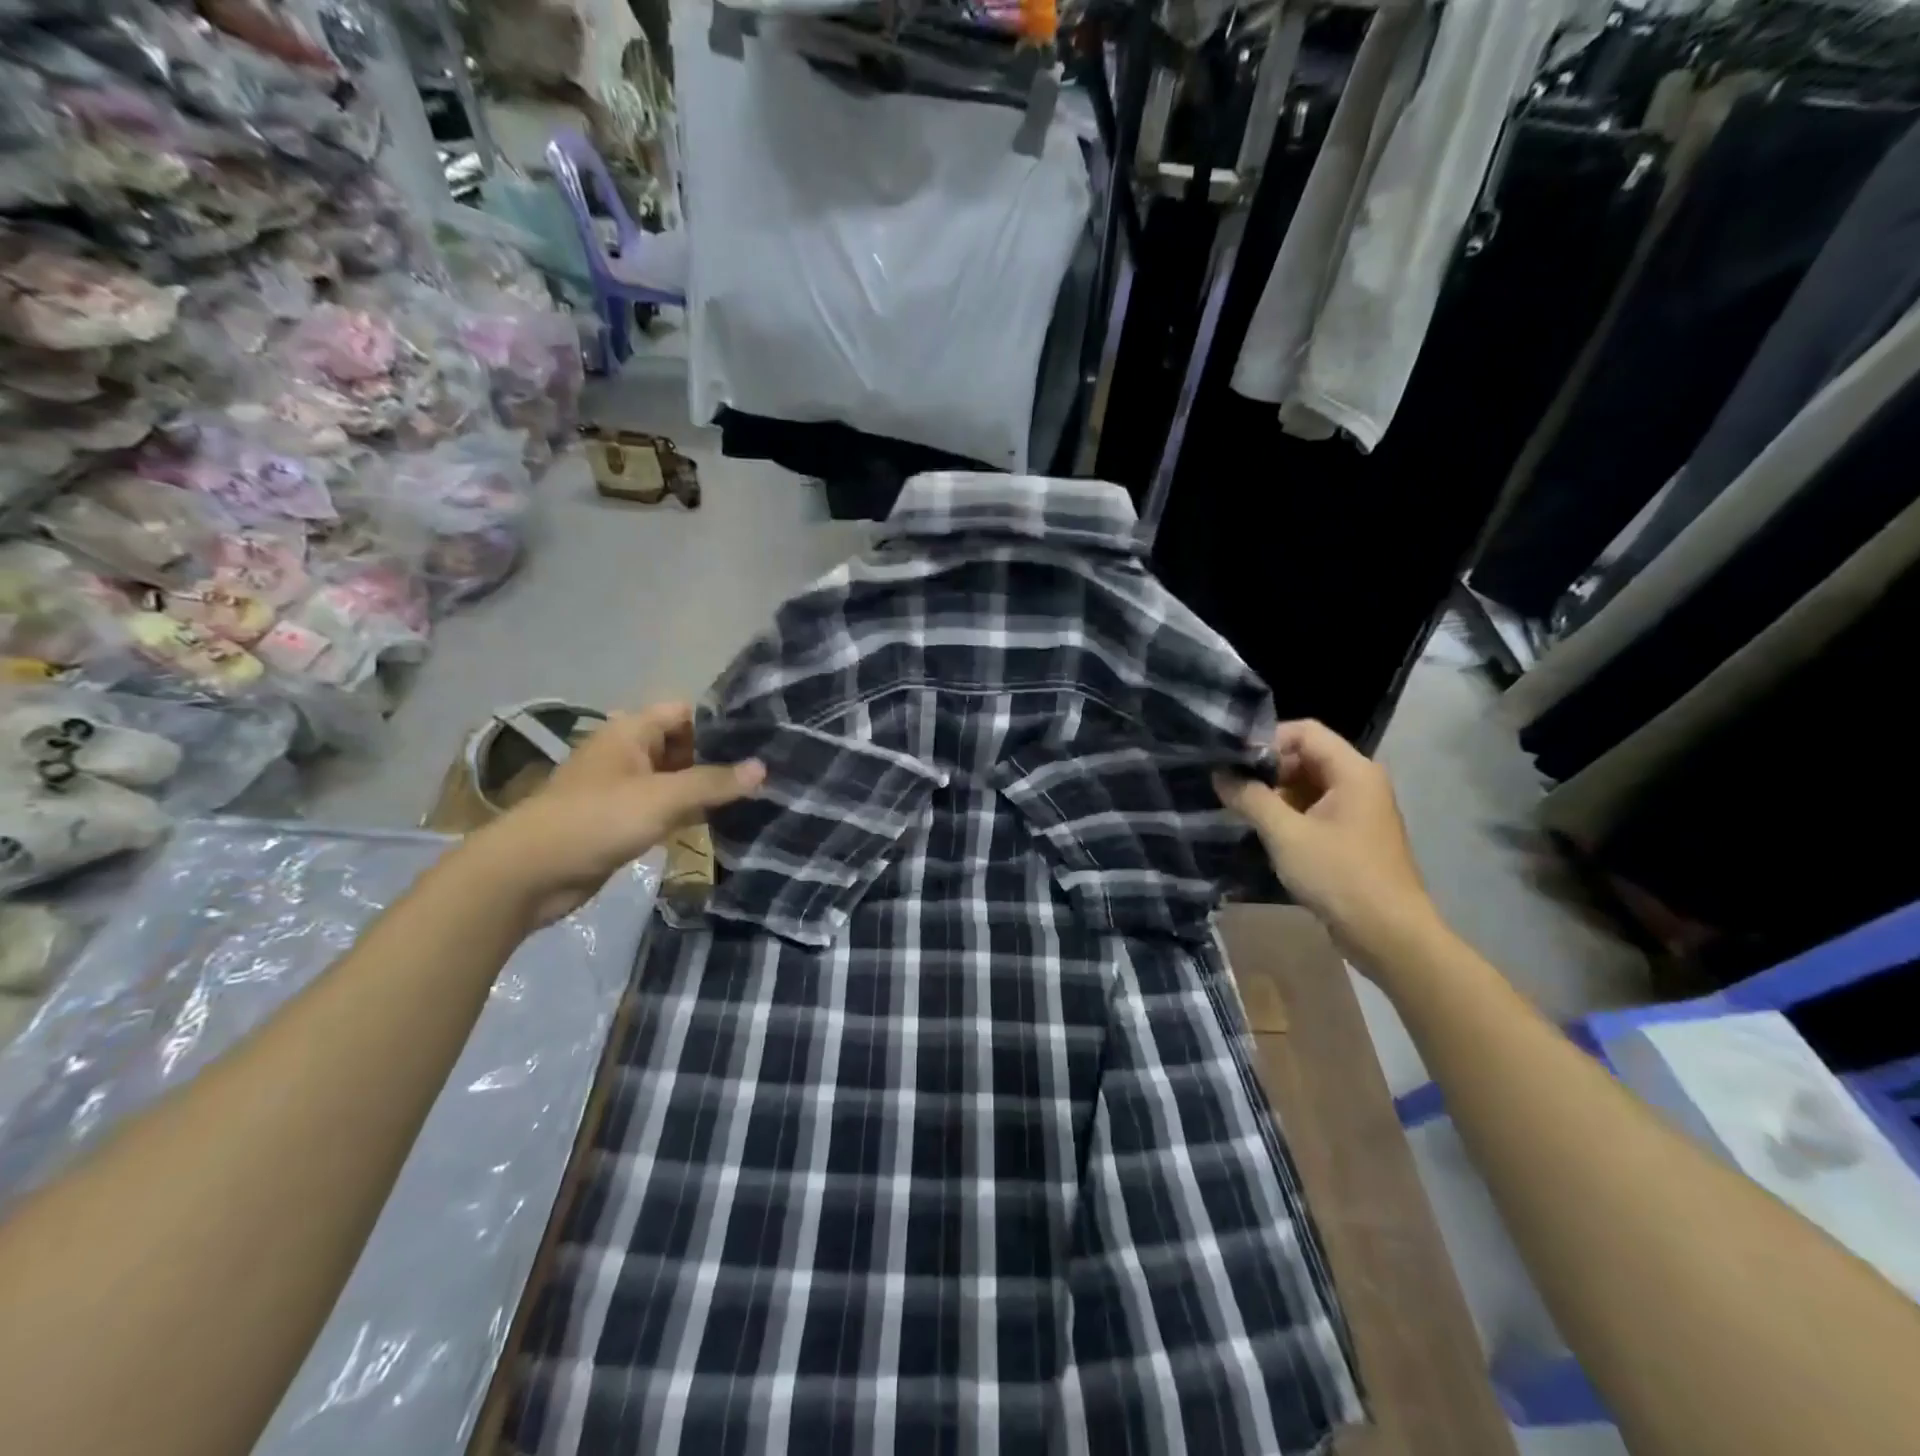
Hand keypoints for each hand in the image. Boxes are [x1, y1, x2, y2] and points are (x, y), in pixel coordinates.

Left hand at [466, 703, 763, 924]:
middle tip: (767, 769)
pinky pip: (666, 807)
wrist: (530, 873)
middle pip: (684, 745)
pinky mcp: (624, 819)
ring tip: (757, 794)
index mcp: (631, 731)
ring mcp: (626, 788)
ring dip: (707, 788)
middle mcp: (629, 752)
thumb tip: (763, 767)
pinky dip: (691, 812)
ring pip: (677, 779)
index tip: (761, 737)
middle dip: (720, 757)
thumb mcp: (662, 797)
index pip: (685, 712)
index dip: (720, 722)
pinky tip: (725, 820)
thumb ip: (713, 782)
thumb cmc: (596, 819)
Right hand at [1214, 719, 1439, 961]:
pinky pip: (1313, 810)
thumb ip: (1250, 798)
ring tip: (1239, 809)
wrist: (1389, 935)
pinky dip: (1287, 814)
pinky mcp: (1351, 836)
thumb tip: (1219, 774)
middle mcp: (1359, 782)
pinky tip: (1262, 831)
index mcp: (1353, 771)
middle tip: (1231, 788)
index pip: (1304, 731)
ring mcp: (1357, 810)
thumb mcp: (1286, 834)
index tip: (1232, 762)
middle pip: (1305, 756)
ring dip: (1274, 794)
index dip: (1266, 740)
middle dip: (1266, 769)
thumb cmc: (1340, 876)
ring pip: (1307, 785)